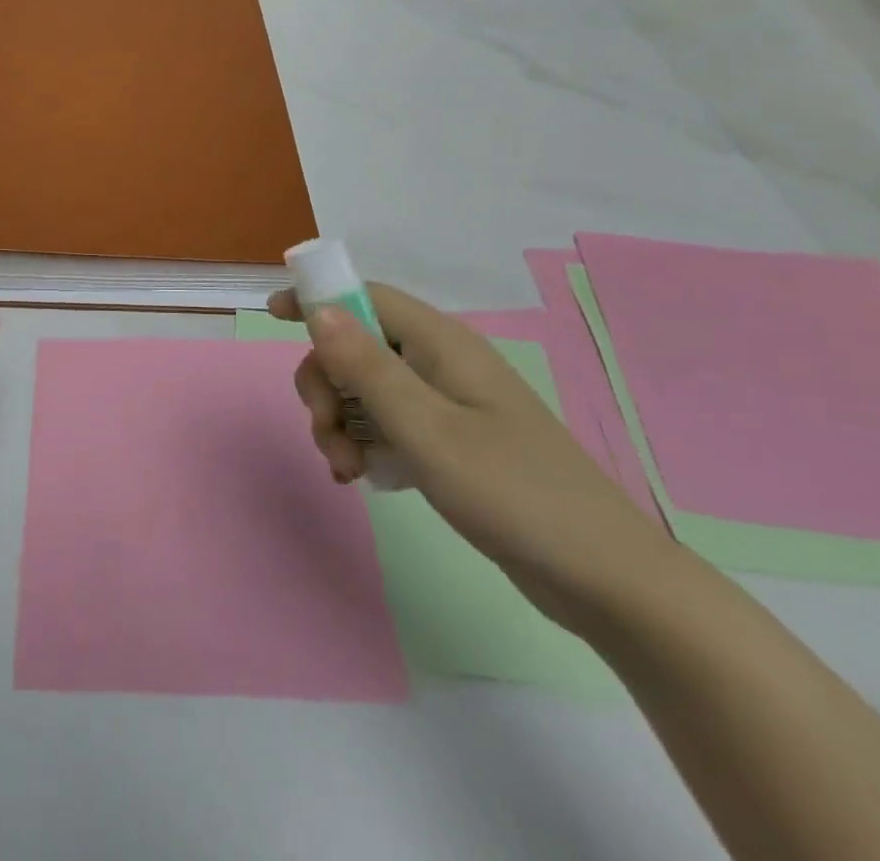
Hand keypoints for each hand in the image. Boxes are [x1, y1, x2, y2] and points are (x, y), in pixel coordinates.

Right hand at [270, 283, 677, 634]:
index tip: (273, 316)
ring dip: (340, 421)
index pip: (366, 297)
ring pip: (367, 391)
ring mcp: (448, 404)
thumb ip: (368, 368)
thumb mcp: (427, 430)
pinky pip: (388, 425)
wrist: (606, 581)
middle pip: (357, 347)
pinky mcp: (452, 442)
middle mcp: (442, 364)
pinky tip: (360, 478)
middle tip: (323, 432)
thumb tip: (319, 310)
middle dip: (326, 385)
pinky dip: (364, 443)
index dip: (317, 299)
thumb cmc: (514, 493)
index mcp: (442, 344)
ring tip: (347, 469)